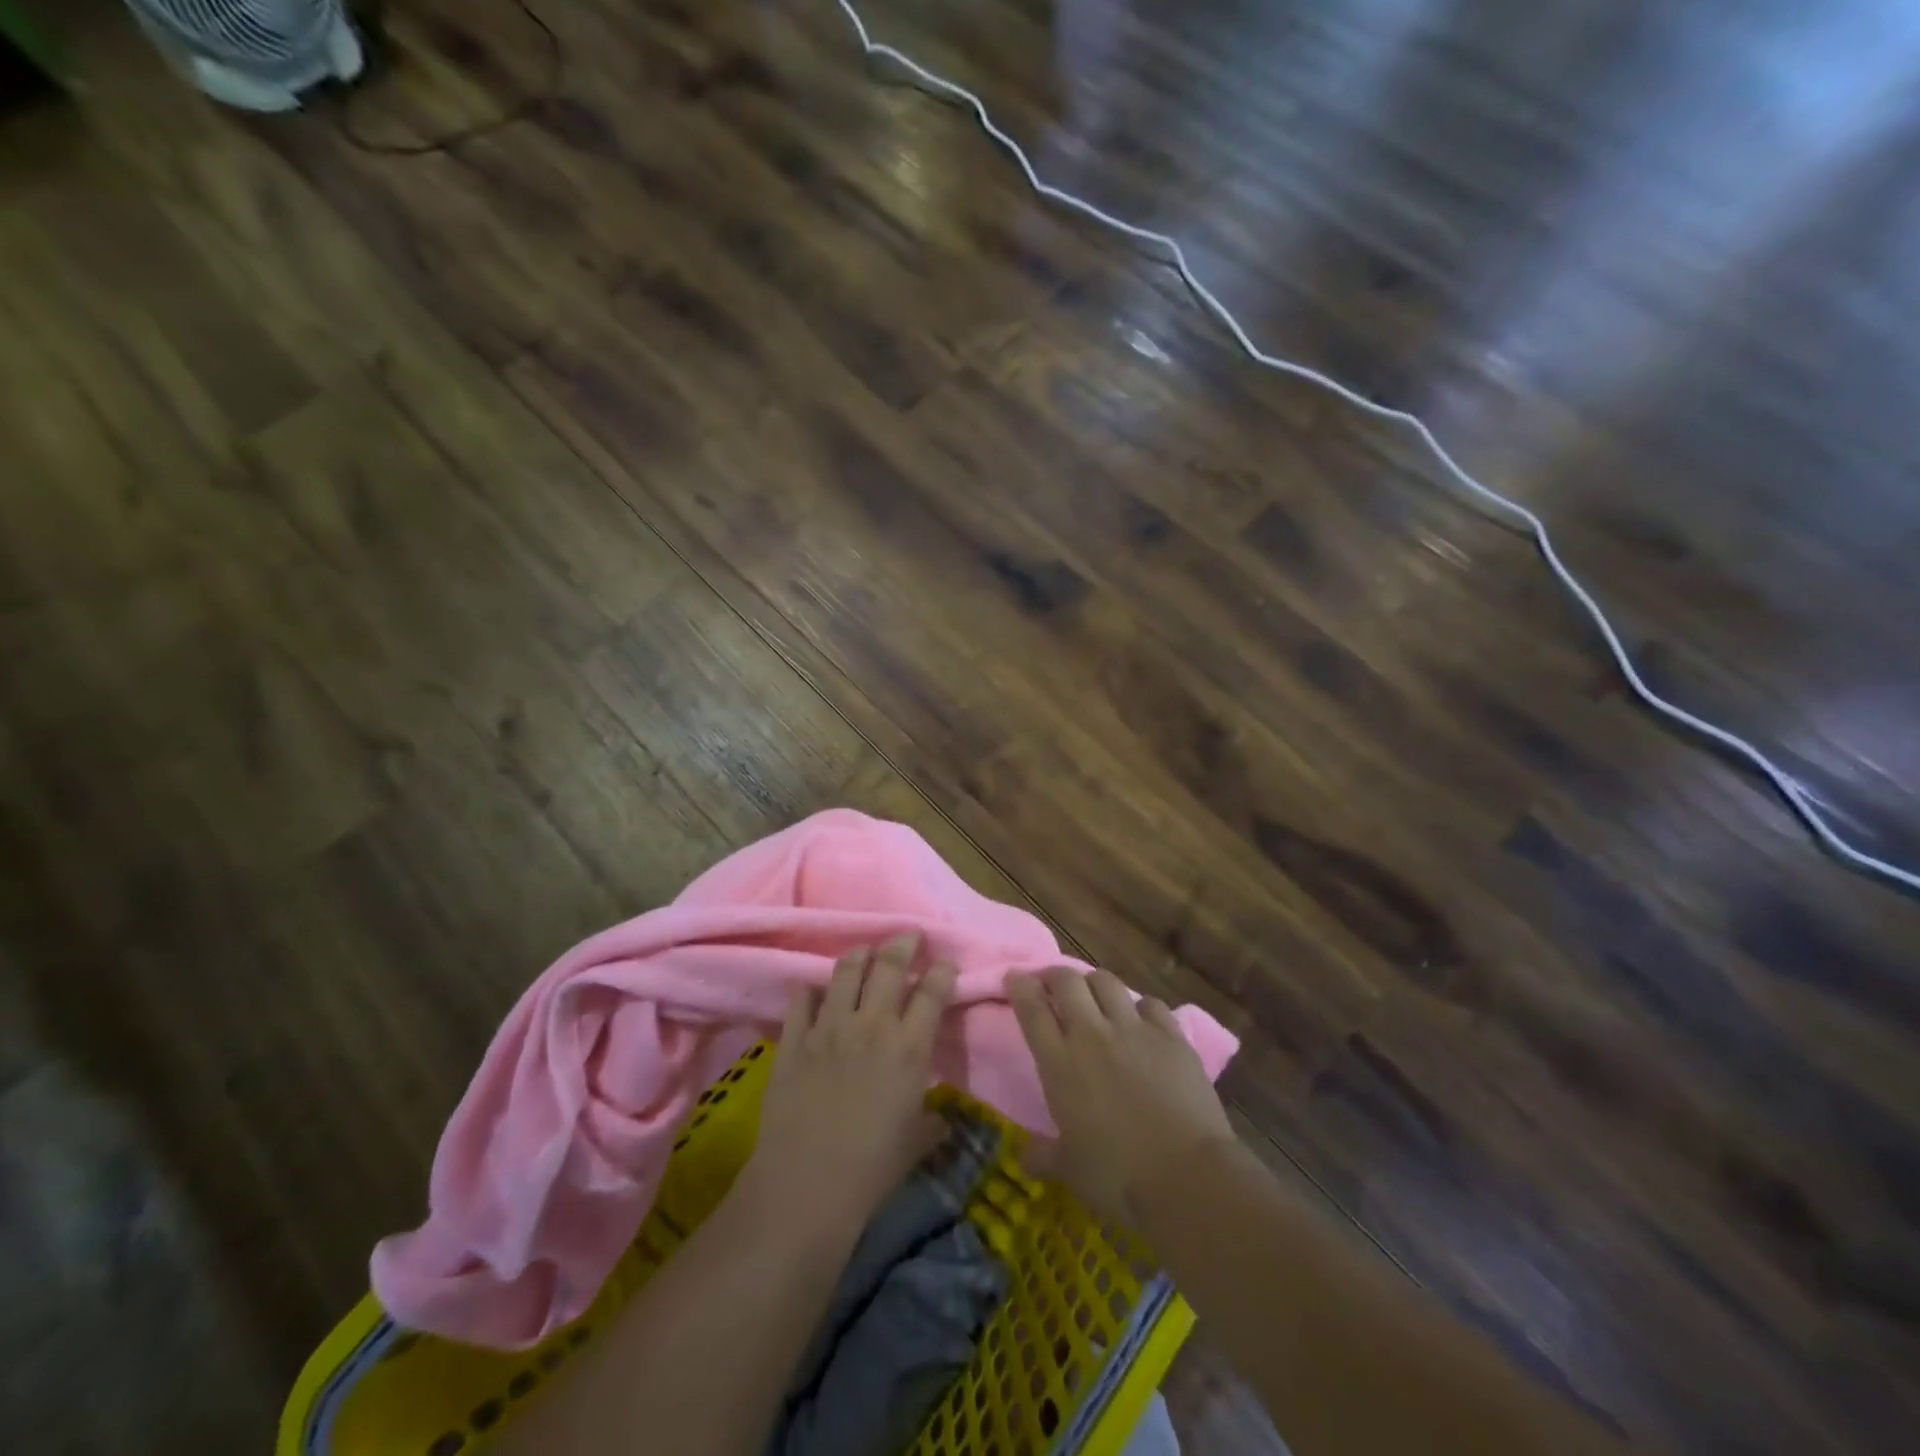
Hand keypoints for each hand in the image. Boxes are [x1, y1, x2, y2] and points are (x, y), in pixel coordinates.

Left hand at [742, 934, 957, 1233]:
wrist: (807, 1185)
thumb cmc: (872, 1169)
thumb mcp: (915, 1144)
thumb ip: (932, 1124)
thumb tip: (941, 1120)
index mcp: (909, 1047)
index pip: (932, 992)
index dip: (942, 971)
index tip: (945, 962)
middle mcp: (872, 1025)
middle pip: (889, 966)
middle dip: (902, 944)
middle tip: (907, 936)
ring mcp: (829, 1028)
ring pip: (845, 971)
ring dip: (859, 956)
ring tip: (864, 953)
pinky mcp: (794, 1040)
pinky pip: (802, 999)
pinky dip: (811, 990)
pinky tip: (815, 991)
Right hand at [1009, 967, 1233, 1222]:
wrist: (1188, 1176)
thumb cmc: (1119, 1177)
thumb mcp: (1070, 1170)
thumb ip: (1043, 1156)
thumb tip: (1023, 1156)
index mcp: (1060, 1063)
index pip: (1032, 1008)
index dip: (1020, 986)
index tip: (1015, 977)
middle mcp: (1092, 1035)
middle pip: (1067, 981)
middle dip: (1054, 975)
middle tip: (1051, 984)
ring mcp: (1134, 1030)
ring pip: (1106, 981)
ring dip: (1094, 982)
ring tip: (1093, 994)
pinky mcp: (1171, 1036)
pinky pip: (1150, 1004)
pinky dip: (1139, 1007)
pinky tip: (1140, 1019)